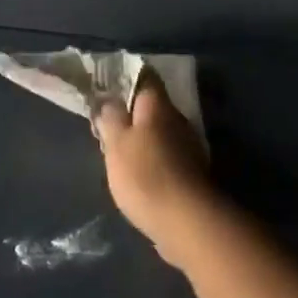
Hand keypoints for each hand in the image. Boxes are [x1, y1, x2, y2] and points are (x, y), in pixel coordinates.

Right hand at [95, 79, 219, 267]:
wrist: (186, 221)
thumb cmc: (145, 175)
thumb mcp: (116, 144)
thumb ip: (110, 118)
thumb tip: (108, 101)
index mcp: (158, 105)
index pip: (144, 76)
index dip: (125, 77)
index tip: (106, 88)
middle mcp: (177, 118)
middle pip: (152, 105)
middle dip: (131, 112)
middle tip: (107, 123)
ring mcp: (188, 144)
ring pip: (159, 130)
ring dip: (141, 137)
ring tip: (118, 151)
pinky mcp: (191, 171)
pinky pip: (166, 153)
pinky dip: (151, 157)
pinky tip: (137, 173)